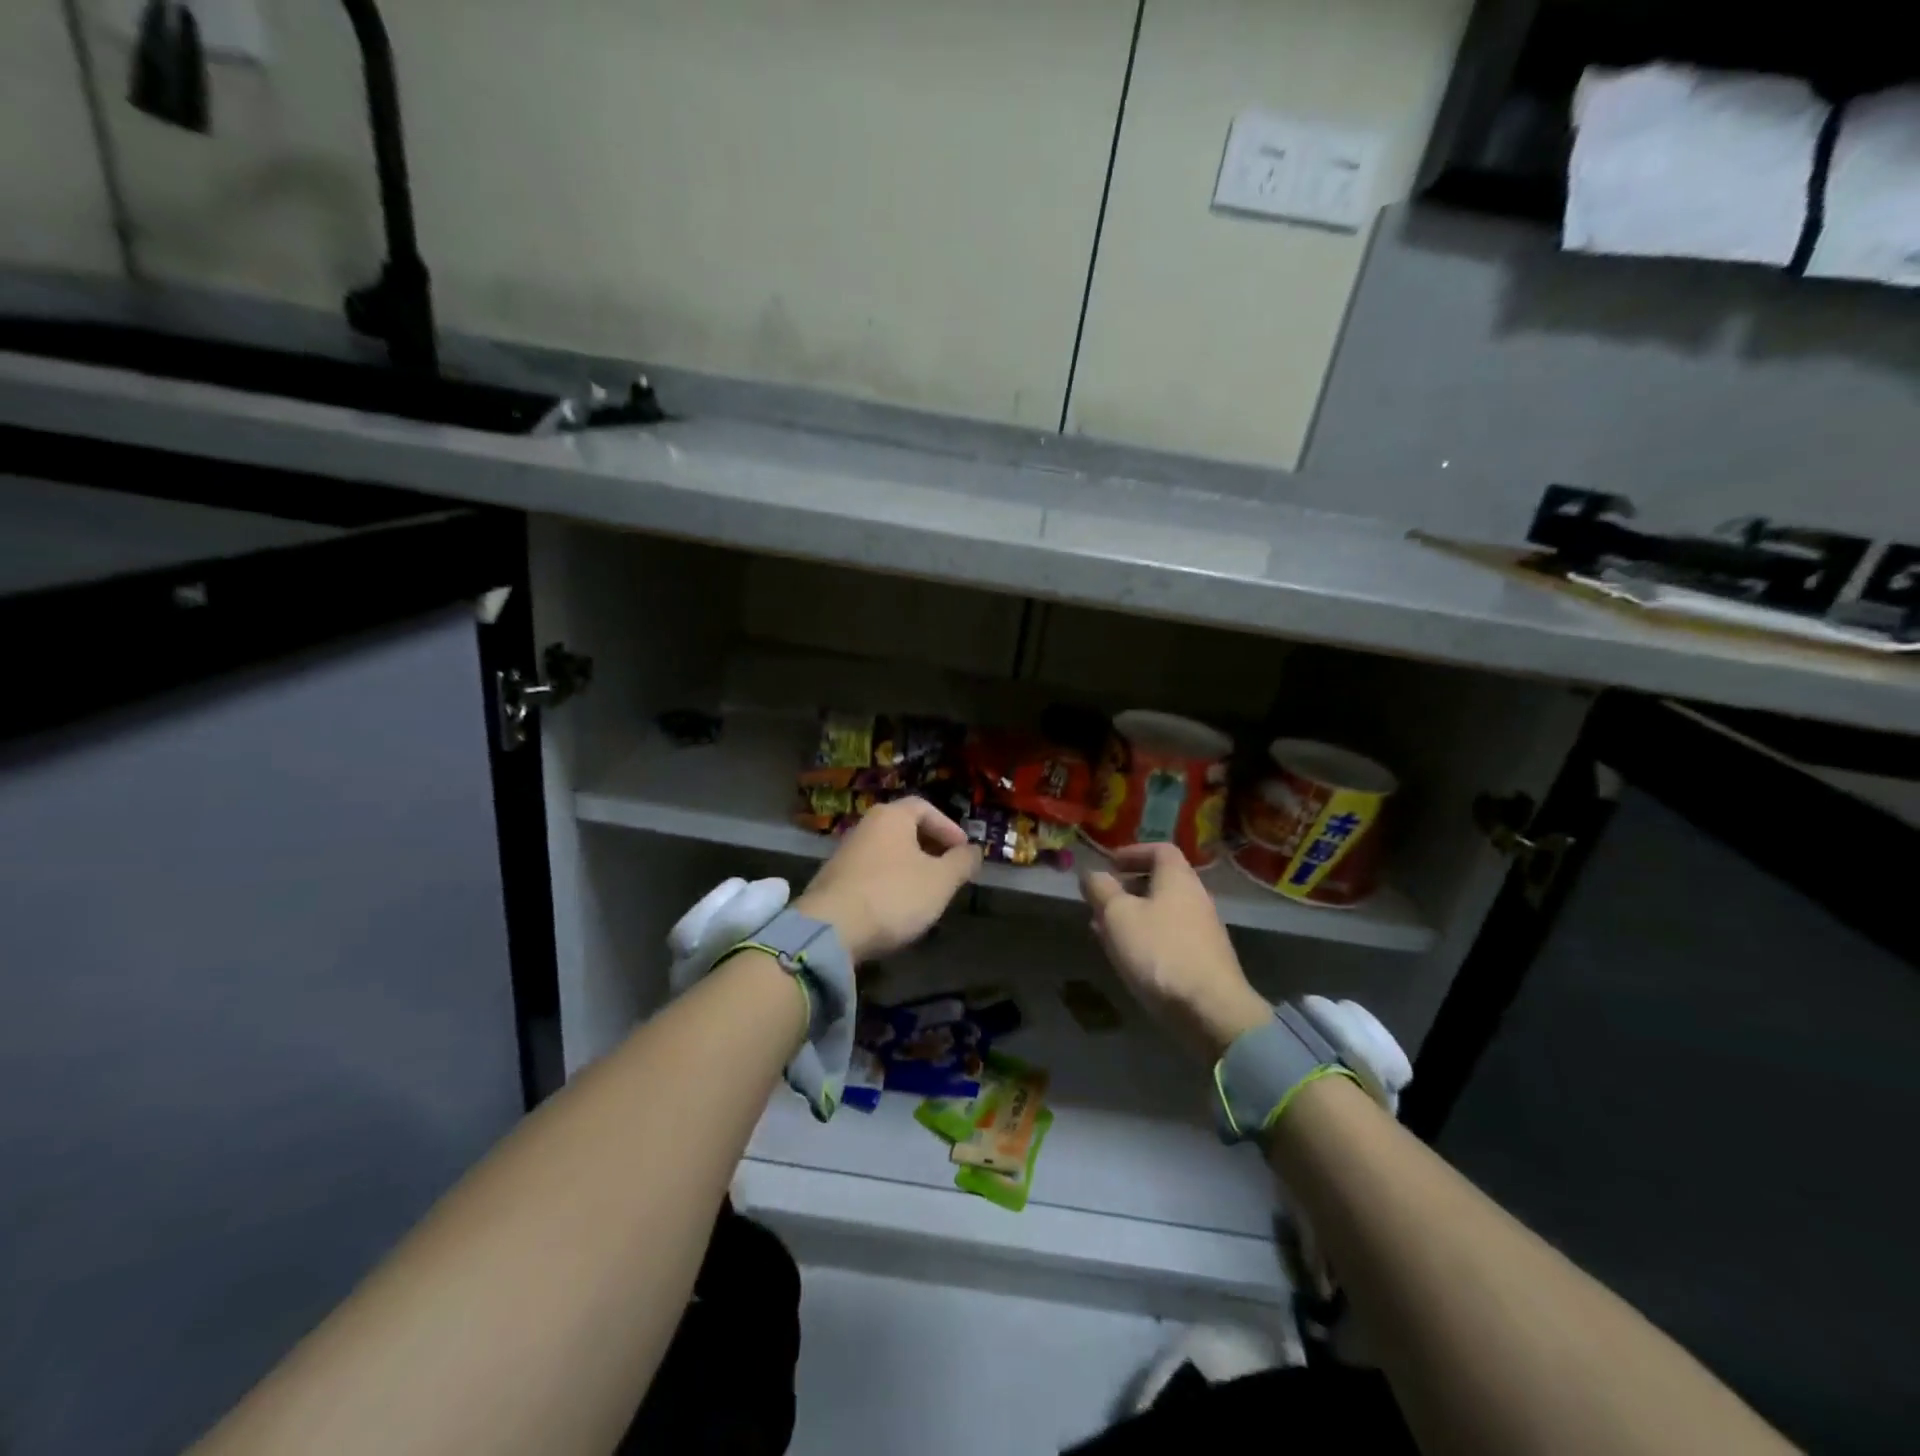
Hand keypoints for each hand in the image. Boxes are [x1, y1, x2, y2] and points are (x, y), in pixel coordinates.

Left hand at [795, 798, 980, 963]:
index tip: (963, 850)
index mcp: (891, 816)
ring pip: (887, 852)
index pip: (924, 807)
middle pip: (904, 828)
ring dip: (910, 867)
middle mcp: (865, 826)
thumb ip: (961, 863)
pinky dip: (889, 882)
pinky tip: (897, 907)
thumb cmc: (893, 895)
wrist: (830, 930)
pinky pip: (870, 872)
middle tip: (948, 870)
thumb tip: (974, 851)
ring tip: (927, 892)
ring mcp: (844, 853)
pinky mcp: (833, 880)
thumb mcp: (940, 881)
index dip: (948, 827)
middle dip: (930, 847)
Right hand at [1080, 843, 1271, 1059]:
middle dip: (1128, 888)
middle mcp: (1196, 898)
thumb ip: (1101, 889)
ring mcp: (1204, 931)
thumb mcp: (1118, 915)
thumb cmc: (1159, 951)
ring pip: (1163, 912)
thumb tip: (1091, 873)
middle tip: (1102, 900)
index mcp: (1178, 878)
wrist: (1211, 1010)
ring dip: (1134, 916)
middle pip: (1162, 882)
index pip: (1160, 850)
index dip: (1133, 852)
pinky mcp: (1205, 960)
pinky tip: (1129, 958)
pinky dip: (1147, 938)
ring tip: (1105, 931)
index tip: (1110, 864)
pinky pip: (1170, 937)